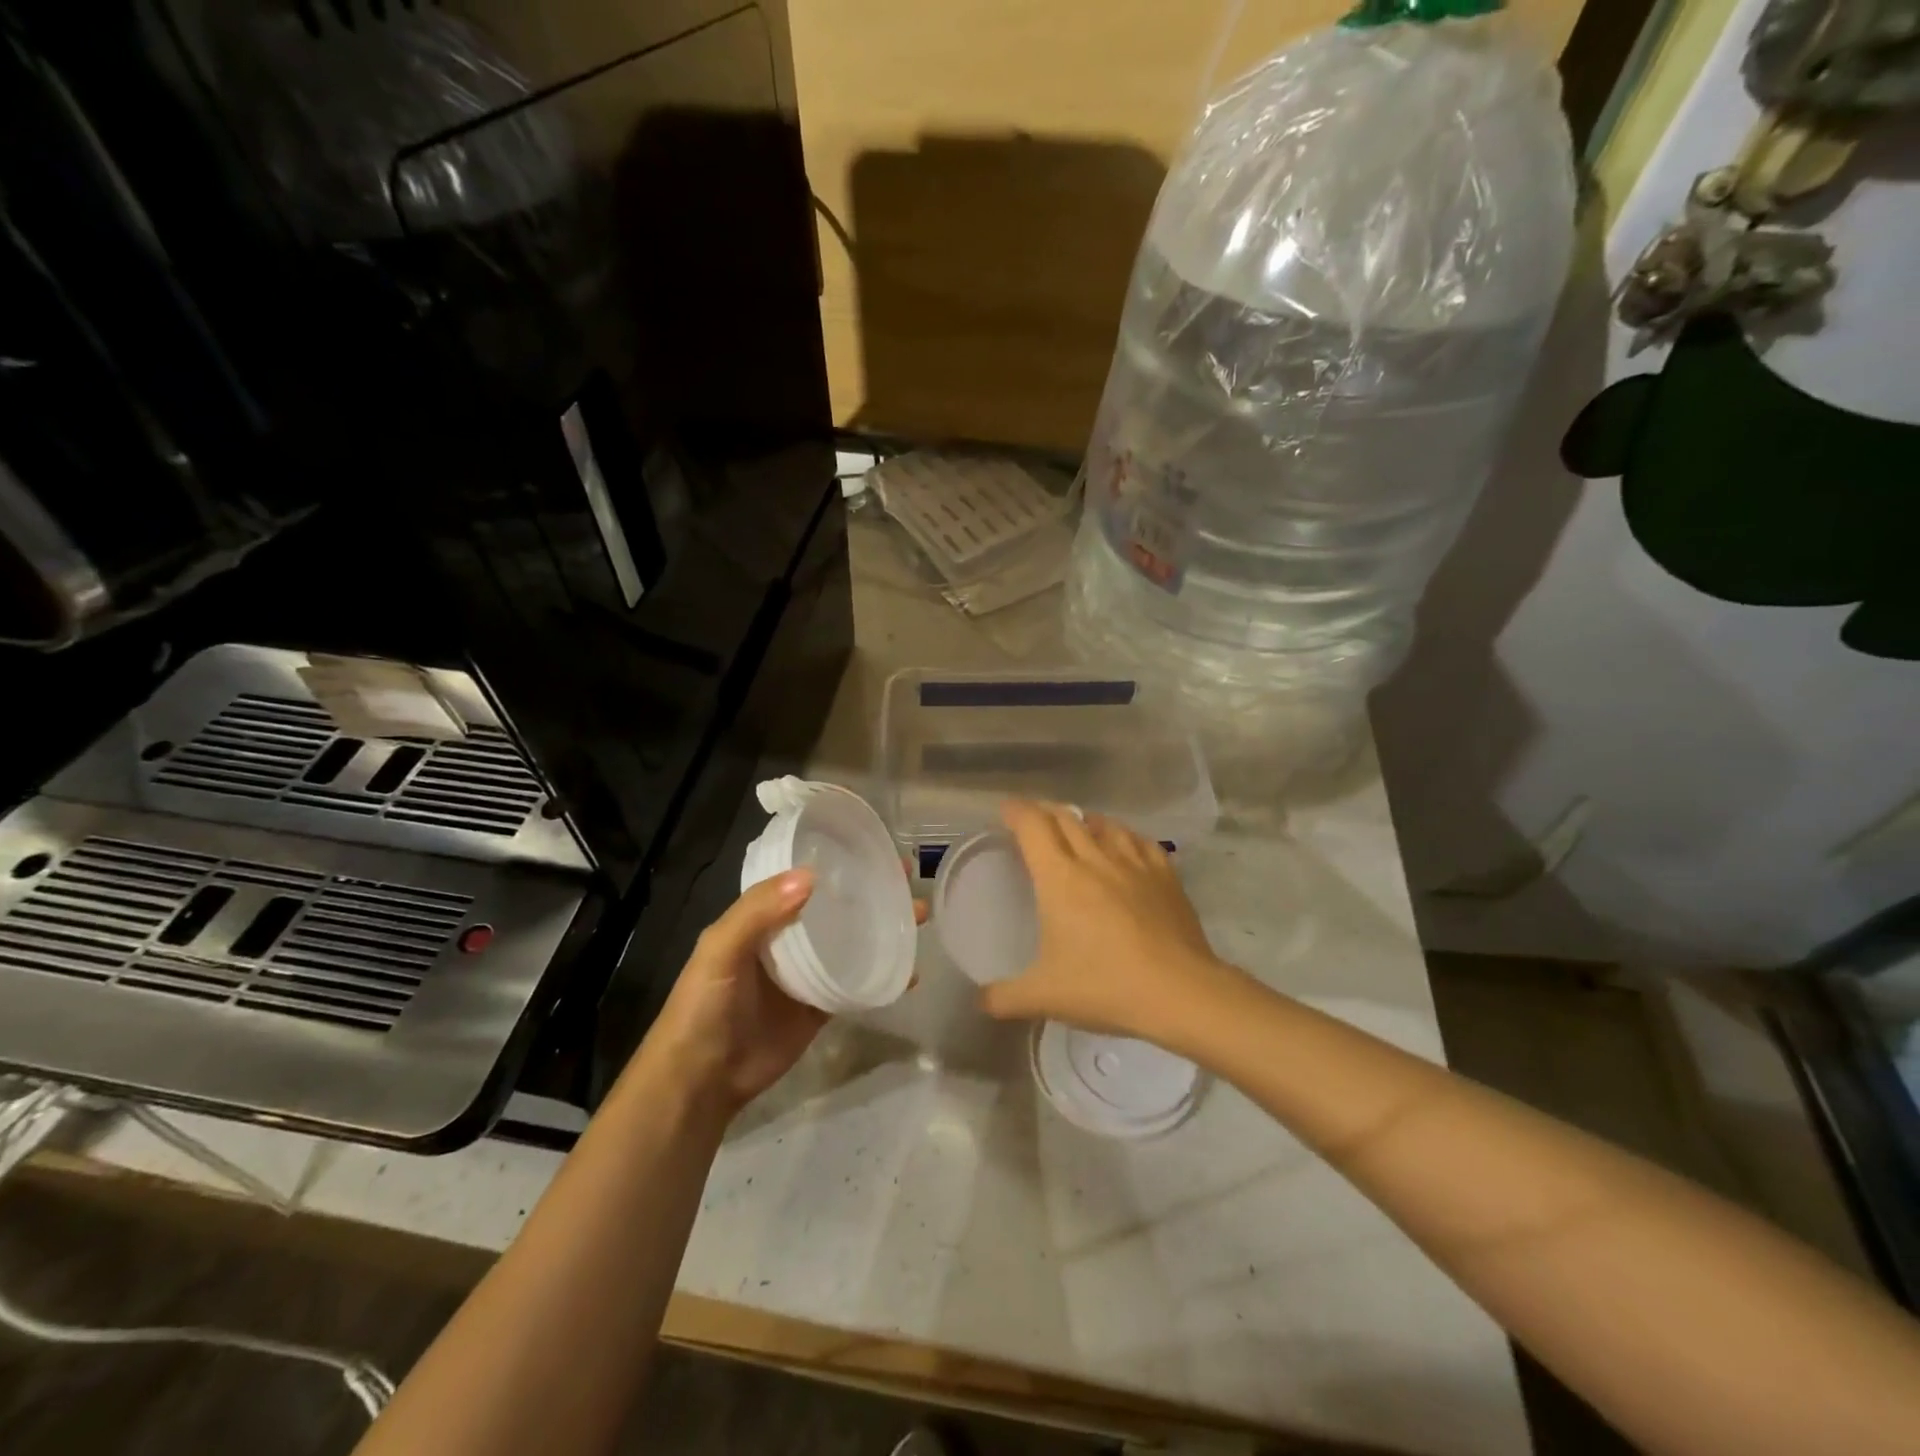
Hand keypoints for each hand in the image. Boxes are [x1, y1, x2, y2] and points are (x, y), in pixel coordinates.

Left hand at [645, 867, 930, 1116]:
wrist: (701, 1080)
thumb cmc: (704, 1006)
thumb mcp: (719, 950)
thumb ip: (757, 912)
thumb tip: (811, 876)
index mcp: (761, 918)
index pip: (804, 879)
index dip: (836, 864)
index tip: (873, 850)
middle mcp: (788, 939)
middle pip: (837, 908)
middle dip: (871, 893)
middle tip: (908, 880)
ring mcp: (807, 974)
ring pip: (852, 942)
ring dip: (884, 929)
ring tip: (919, 916)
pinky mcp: (821, 1007)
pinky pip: (857, 985)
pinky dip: (884, 977)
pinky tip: (912, 972)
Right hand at [981, 800, 1227, 1041]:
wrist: (1181, 992)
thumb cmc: (1106, 987)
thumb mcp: (1045, 997)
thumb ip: (1004, 997)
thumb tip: (978, 1001)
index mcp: (1060, 878)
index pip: (1033, 826)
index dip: (1016, 811)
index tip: (1005, 810)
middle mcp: (1095, 859)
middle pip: (1066, 817)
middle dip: (1044, 811)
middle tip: (1032, 820)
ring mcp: (1134, 864)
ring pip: (1103, 824)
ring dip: (1083, 819)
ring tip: (1075, 826)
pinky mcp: (1165, 875)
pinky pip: (1139, 840)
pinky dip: (1122, 834)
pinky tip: (1122, 843)